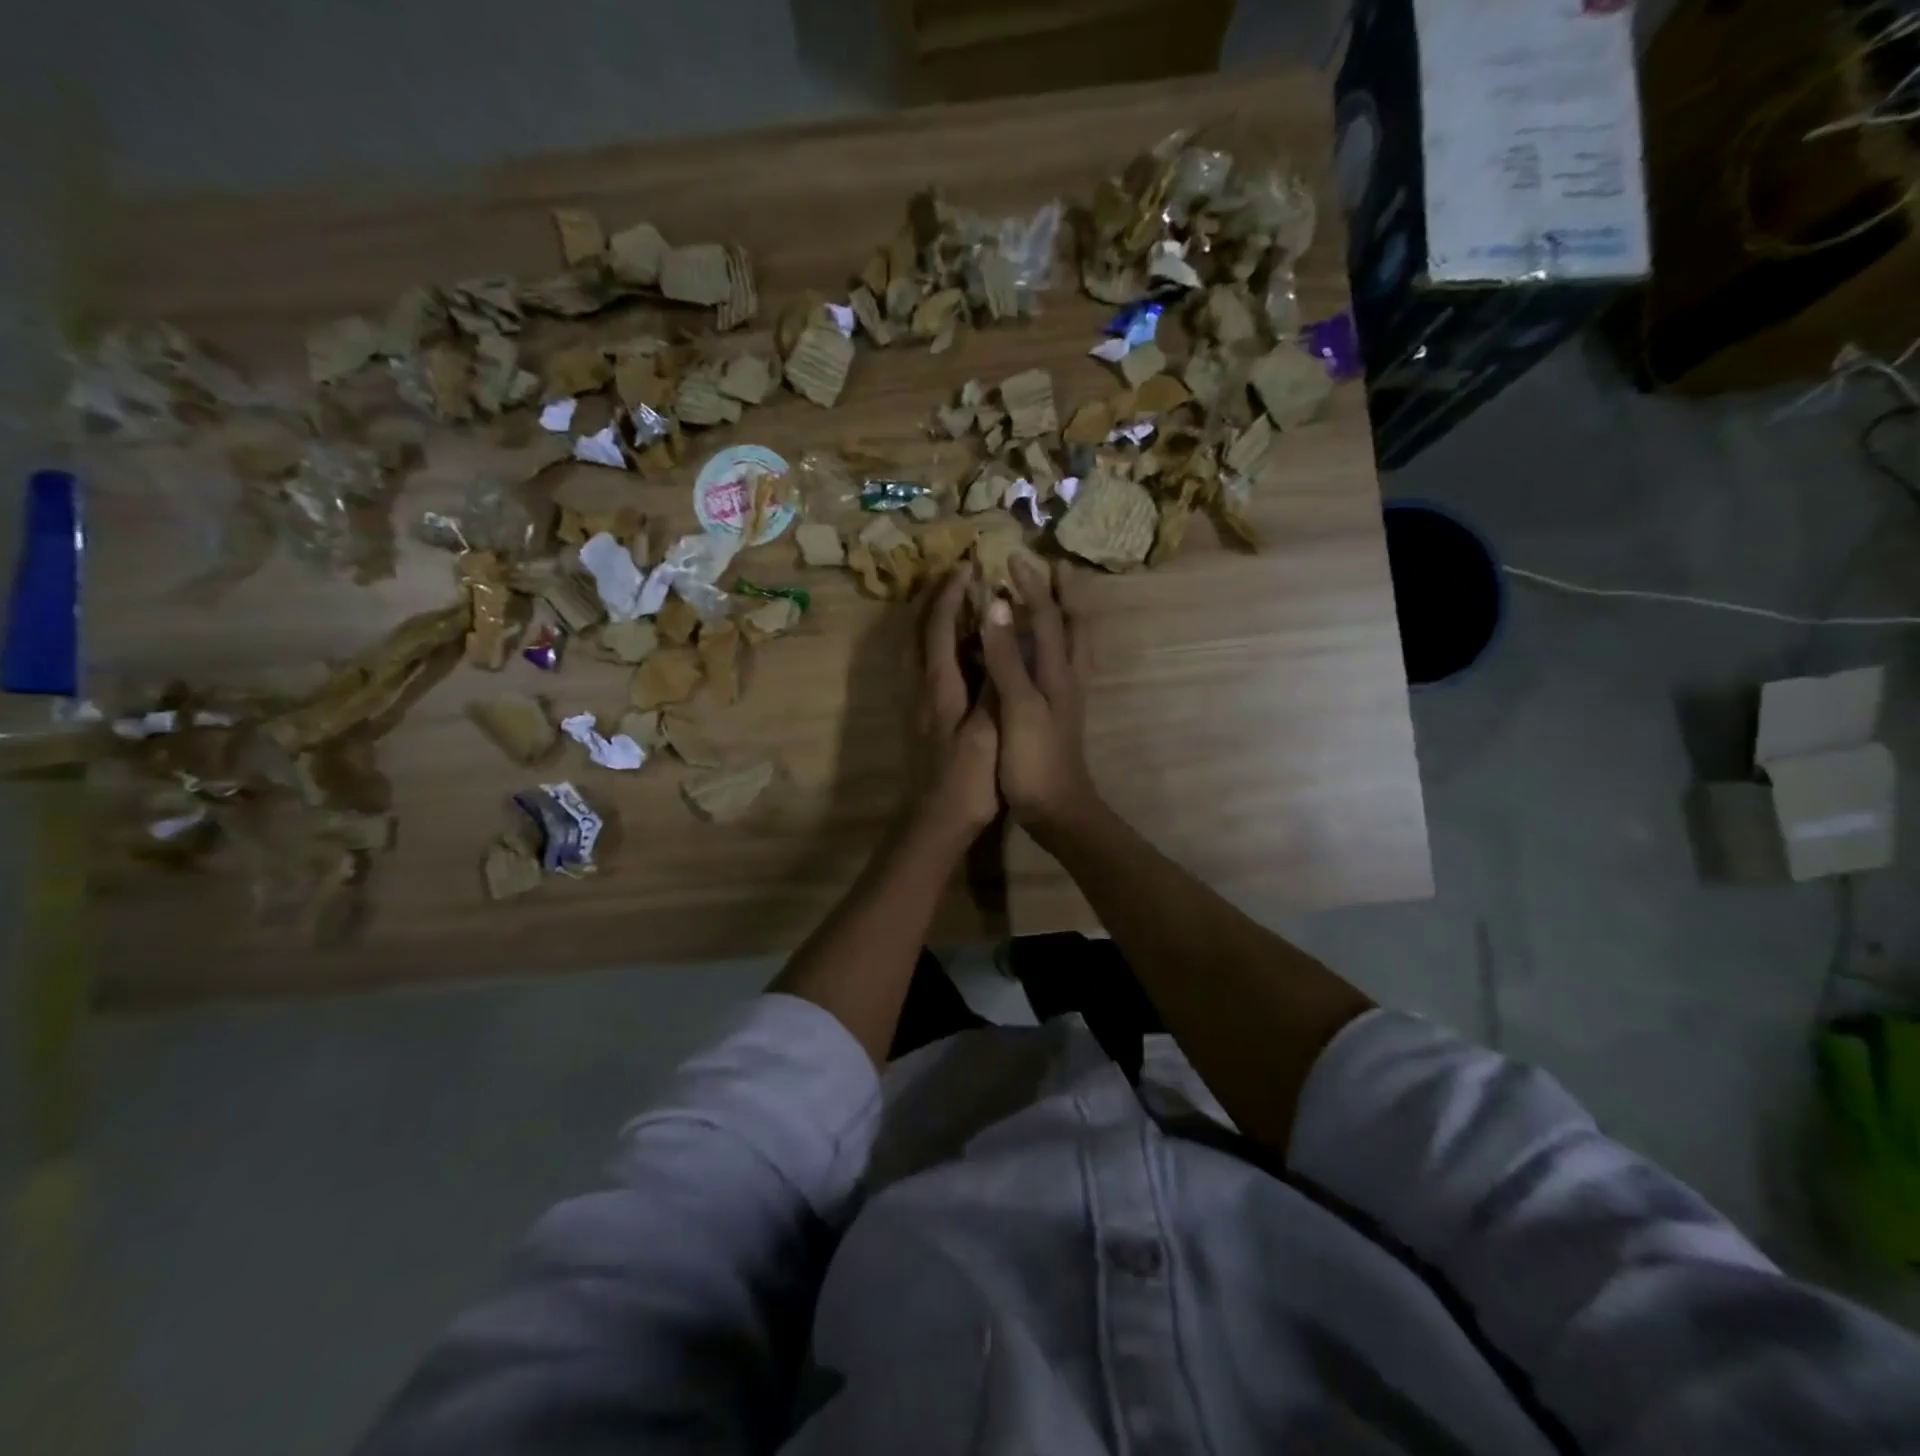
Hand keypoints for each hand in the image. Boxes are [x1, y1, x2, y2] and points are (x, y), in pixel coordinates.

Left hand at [913, 565, 999, 839]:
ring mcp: (917, 705)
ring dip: (928, 620)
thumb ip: (993, 685)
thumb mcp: (988, 733)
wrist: (935, 824)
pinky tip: (951, 652)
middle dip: (932, 600)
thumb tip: (996, 636)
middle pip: (917, 632)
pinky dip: (932, 646)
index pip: (939, 628)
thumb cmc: (967, 782)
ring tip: (950, 604)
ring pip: (914, 650)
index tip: (966, 568)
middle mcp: (920, 689)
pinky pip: (921, 668)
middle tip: (952, 576)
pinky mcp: (921, 720)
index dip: (951, 596)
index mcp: (938, 688)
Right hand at [979, 555, 1097, 836]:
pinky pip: (1066, 666)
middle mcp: (1069, 677)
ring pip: (1075, 646)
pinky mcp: (1062, 715)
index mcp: (1058, 672)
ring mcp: (1069, 697)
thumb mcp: (1018, 706)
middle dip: (1065, 594)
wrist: (1058, 810)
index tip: (1012, 558)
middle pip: (1074, 625)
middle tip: (1055, 568)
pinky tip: (1048, 652)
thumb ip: (1007, 657)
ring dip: (1068, 616)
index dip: (1030, 586)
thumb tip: (997, 606)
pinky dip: (1060, 645)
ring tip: (1058, 598)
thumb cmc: (1035, 760)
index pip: (1047, 616)